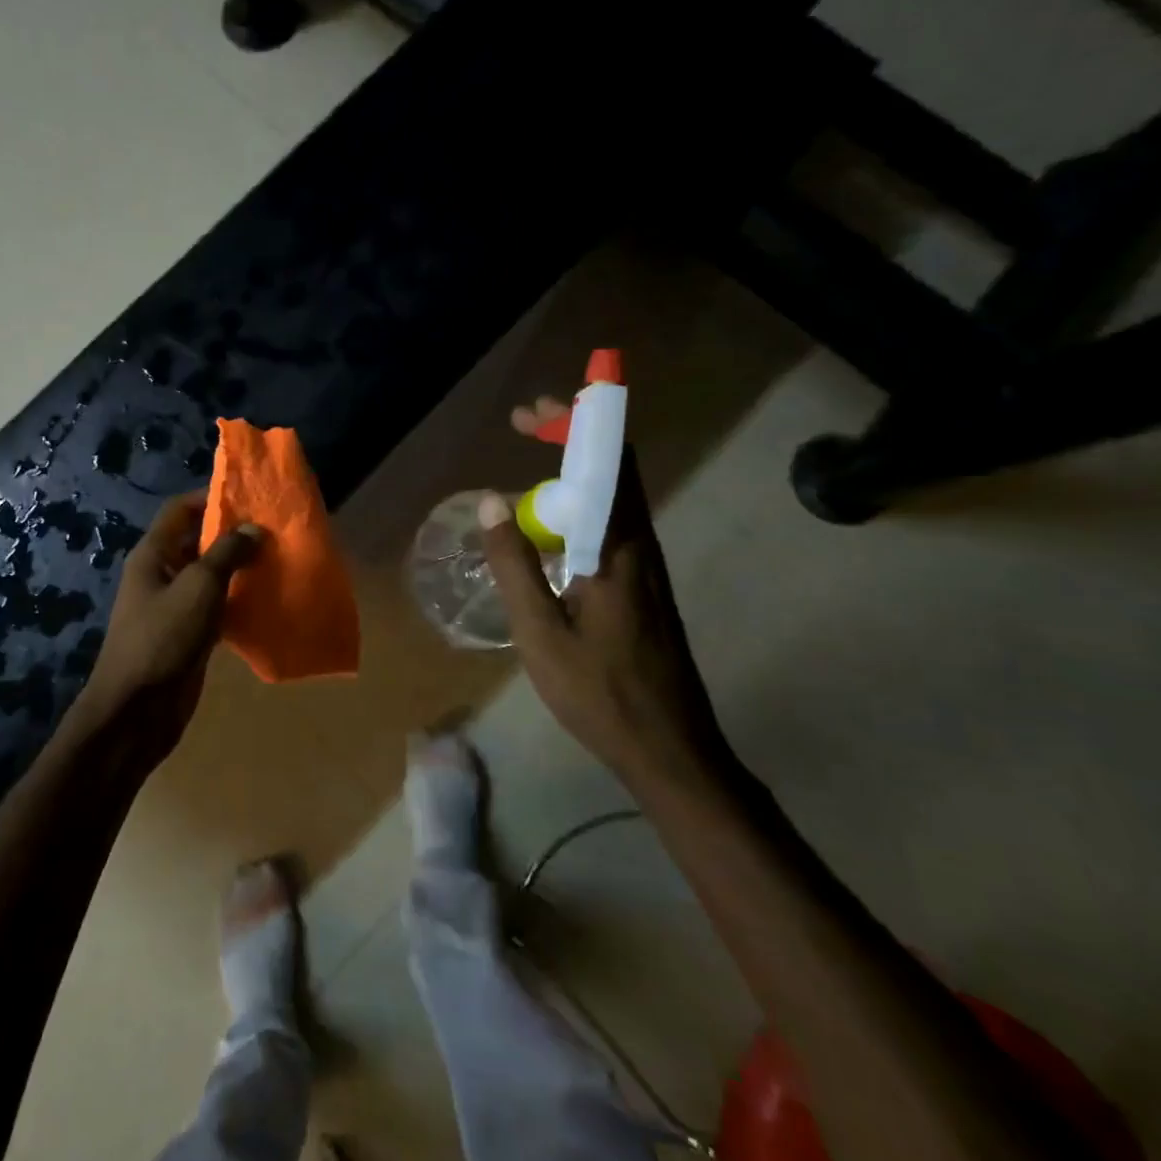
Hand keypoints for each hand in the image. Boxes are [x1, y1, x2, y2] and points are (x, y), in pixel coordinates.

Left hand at [82, 491, 262, 763]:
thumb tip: (254, 528)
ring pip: (209, 576)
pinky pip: (215, 607)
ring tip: (278, 561)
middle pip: (197, 541)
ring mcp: (174, 606)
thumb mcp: (199, 588)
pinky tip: (267, 600)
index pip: (180, 510)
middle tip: (274, 531)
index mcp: (154, 554)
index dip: (210, 498)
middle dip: (233, 535)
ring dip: (239, 569)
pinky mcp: (188, 634)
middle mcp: (161, 574)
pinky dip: (238, 600)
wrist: (137, 709)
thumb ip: (227, 553)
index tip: (250, 498)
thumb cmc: (163, 638)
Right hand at [477, 440, 732, 790]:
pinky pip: (612, 523)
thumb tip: (490, 502)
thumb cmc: (600, 693)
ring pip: (615, 495)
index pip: (607, 462)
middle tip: (525, 423)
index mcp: (619, 549)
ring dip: (576, 466)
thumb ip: (515, 565)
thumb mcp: (540, 633)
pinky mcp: (644, 587)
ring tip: (530, 463)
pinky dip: (580, 502)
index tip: (533, 410)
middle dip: (571, 433)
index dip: (575, 423)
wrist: (670, 749)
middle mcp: (641, 545)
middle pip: (615, 467)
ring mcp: (647, 567)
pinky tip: (549, 528)